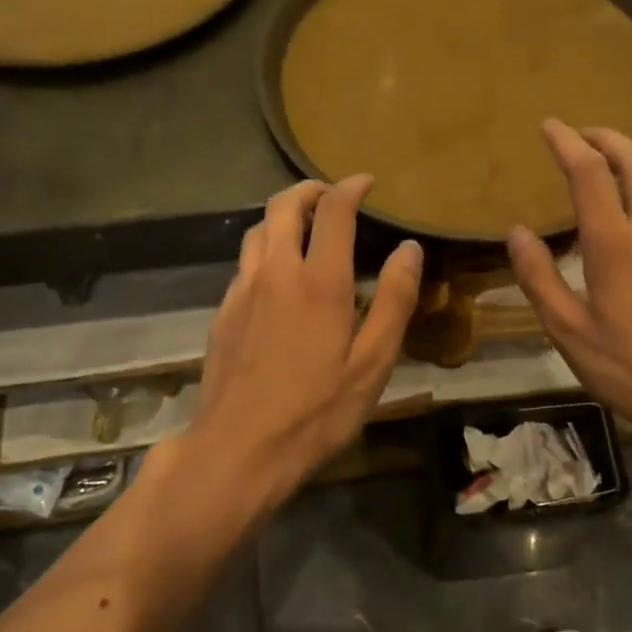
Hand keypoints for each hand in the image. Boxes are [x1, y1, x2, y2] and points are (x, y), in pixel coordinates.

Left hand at [183, 175, 422, 517]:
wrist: (239, 449)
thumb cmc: (316, 412)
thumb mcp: (372, 363)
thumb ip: (393, 301)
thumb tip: (408, 249)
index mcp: (319, 281)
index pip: (334, 211)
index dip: (351, 188)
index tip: (366, 182)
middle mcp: (275, 272)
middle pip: (283, 205)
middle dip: (310, 190)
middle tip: (332, 195)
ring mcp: (242, 291)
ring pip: (257, 230)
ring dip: (282, 216)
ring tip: (304, 228)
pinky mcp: (223, 313)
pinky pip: (244, 263)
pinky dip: (264, 250)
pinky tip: (277, 277)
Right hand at [507, 120, 631, 467]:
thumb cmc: (629, 368)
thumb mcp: (568, 330)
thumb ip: (539, 278)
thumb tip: (517, 233)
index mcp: (615, 243)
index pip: (590, 173)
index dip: (568, 142)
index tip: (550, 126)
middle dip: (608, 138)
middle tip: (582, 133)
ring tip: (609, 160)